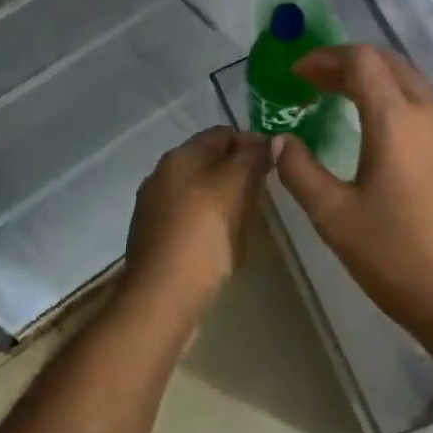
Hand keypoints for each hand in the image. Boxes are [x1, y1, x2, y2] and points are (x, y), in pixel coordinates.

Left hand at [120, 128, 271, 324]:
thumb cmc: (202, 236)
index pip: (222, 134)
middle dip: (240, 174)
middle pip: (211, 163)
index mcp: (179, 157)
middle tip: (265, 197)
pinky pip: (192, 220)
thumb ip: (251, 158)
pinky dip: (212, 224)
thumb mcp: (234, 187)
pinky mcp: (156, 238)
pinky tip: (225, 245)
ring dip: (228, 201)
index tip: (277, 164)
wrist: (162, 297)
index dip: (252, 143)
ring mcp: (155, 208)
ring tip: (249, 223)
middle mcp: (162, 176)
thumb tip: (268, 140)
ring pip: (202, 192)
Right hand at [272, 46, 432, 344]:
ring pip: (414, 83)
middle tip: (315, 83)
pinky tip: (381, 133)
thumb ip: (301, 172)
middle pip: (390, 63)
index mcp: (398, 120)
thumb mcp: (336, 218)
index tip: (296, 74)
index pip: (361, 61)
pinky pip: (429, 108)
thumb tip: (281, 142)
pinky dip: (398, 102)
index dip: (325, 59)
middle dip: (349, 64)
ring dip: (376, 81)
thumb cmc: (399, 259)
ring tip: (342, 101)